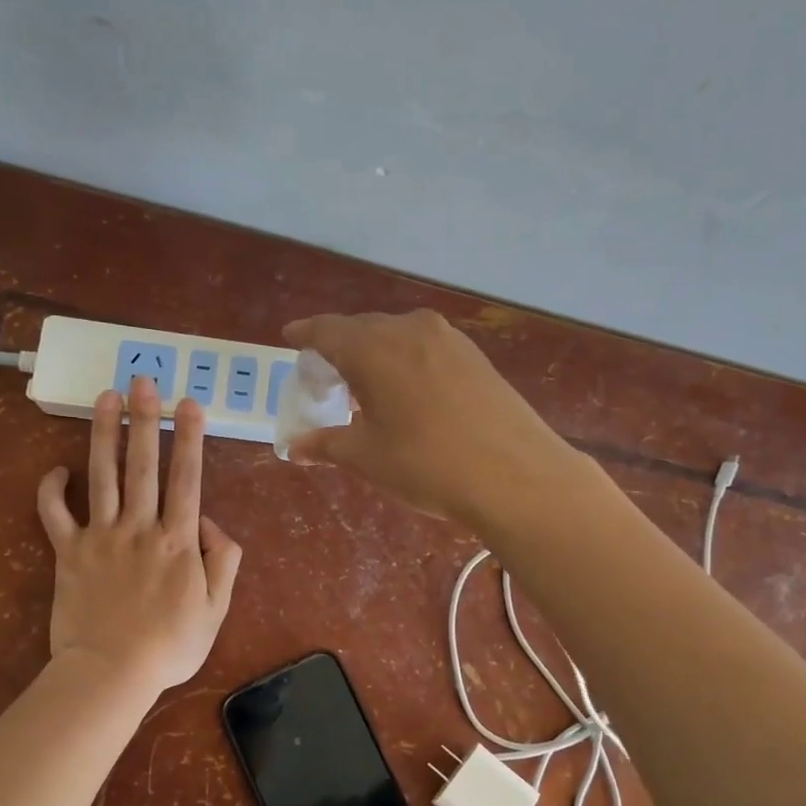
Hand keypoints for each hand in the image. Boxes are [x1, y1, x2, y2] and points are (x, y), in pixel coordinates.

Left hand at [36, 376, 241, 695]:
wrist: (111, 673)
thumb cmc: (170, 645)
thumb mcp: (216, 608)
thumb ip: (223, 560)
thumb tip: (210, 522)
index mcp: (178, 539)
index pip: (187, 478)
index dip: (190, 438)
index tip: (189, 403)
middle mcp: (140, 526)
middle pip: (144, 464)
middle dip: (145, 419)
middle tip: (143, 380)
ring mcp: (101, 536)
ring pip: (103, 475)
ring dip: (104, 433)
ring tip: (105, 397)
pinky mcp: (69, 551)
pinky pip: (56, 514)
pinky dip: (52, 490)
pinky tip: (56, 470)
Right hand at [282, 309, 575, 525]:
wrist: (516, 476)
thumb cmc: (427, 464)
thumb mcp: (367, 457)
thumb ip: (325, 443)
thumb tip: (294, 445)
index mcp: (374, 347)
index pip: (327, 330)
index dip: (305, 335)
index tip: (290, 339)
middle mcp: (409, 329)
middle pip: (361, 329)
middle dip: (338, 348)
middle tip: (325, 377)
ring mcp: (448, 339)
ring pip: (396, 336)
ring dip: (374, 354)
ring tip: (364, 386)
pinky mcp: (474, 356)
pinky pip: (424, 347)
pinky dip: (404, 360)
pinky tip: (407, 391)